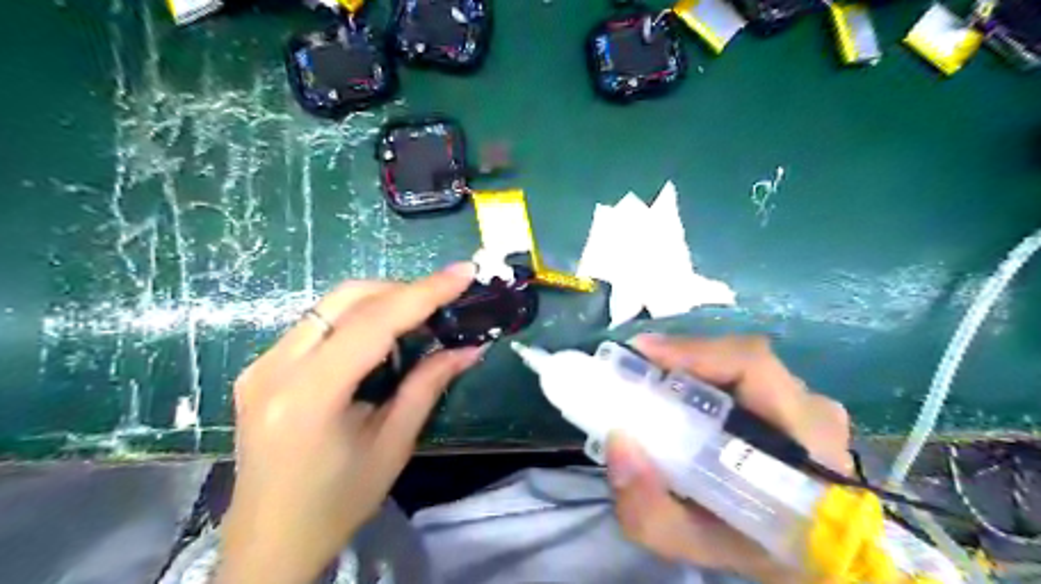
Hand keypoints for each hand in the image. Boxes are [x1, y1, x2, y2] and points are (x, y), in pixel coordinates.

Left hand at [216, 263, 483, 582]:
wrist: (269, 541)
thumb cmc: (337, 502)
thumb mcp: (393, 444)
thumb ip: (428, 386)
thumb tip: (470, 348)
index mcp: (309, 395)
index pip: (373, 323)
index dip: (424, 292)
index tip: (463, 273)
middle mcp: (275, 368)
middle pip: (346, 299)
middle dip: (401, 290)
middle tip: (443, 301)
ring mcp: (261, 364)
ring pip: (330, 306)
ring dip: (380, 301)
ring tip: (419, 318)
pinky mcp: (261, 367)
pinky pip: (317, 324)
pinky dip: (357, 319)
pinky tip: (381, 337)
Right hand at [603, 336, 852, 580]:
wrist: (807, 555)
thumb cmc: (757, 551)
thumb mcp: (697, 546)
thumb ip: (650, 512)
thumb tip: (617, 442)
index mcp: (804, 441)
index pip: (753, 366)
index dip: (694, 350)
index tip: (640, 353)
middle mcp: (812, 408)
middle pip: (740, 358)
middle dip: (680, 358)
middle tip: (633, 372)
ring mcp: (807, 401)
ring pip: (738, 364)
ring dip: (690, 368)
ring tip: (649, 382)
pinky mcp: (796, 400)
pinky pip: (742, 374)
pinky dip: (703, 377)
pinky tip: (678, 395)